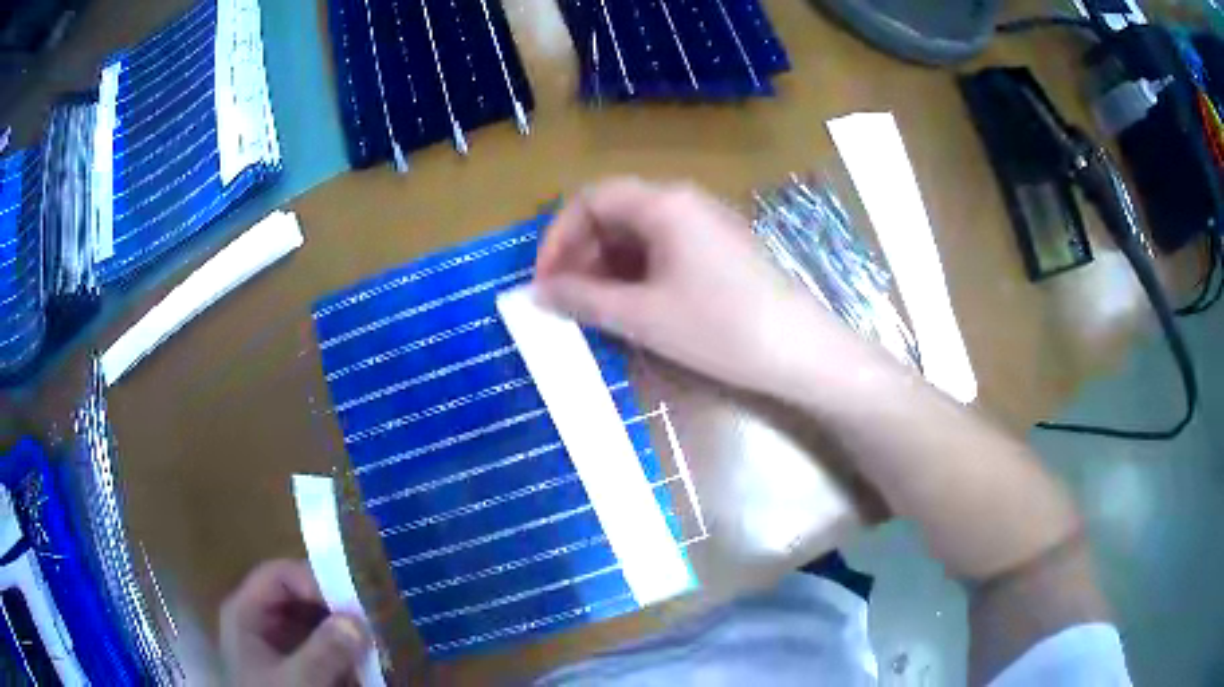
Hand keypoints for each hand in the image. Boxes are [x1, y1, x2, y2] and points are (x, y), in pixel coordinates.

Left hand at [220, 560, 369, 686]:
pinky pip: (324, 648)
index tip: (353, 601)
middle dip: (337, 607)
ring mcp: (280, 646)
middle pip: (300, 597)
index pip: (278, 575)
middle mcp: (261, 622)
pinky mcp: (299, 667)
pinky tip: (369, 659)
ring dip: (346, 630)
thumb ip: (325, 651)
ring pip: (316, 623)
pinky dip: (346, 651)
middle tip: (374, 616)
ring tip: (378, 637)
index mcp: (246, 613)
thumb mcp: (298, 681)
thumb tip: (359, 620)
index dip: (314, 579)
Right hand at [534, 177, 871, 397]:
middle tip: (567, 300)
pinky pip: (665, 248)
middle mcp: (685, 201)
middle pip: (615, 212)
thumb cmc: (721, 329)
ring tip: (596, 308)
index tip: (545, 281)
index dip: (558, 236)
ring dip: (608, 265)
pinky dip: (638, 272)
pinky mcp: (721, 249)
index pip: (590, 199)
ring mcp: (707, 224)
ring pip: (639, 232)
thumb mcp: (643, 317)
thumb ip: (583, 299)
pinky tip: (634, 306)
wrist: (802, 352)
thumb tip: (539, 292)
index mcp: (664, 203)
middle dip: (581, 253)